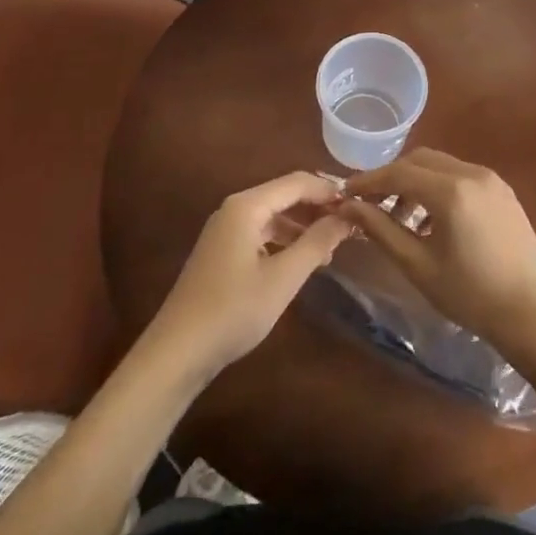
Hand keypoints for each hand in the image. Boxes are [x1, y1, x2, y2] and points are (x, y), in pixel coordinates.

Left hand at [143, 172, 353, 385]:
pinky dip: (285, 239)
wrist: (177, 352)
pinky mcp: (222, 251)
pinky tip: (302, 260)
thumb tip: (346, 218)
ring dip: (303, 225)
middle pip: (285, 195)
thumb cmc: (233, 310)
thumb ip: (316, 243)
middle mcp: (234, 209)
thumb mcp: (283, 278)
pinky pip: (261, 232)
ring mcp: (225, 230)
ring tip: (332, 246)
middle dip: (317, 207)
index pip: (297, 182)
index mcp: (247, 206)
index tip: (358, 206)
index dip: (329, 190)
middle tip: (350, 226)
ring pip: (274, 215)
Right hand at [342, 148, 535, 351]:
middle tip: (371, 204)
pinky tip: (432, 219)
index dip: (369, 182)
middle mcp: (471, 173)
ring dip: (415, 182)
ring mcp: (491, 179)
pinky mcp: (502, 190)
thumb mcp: (417, 265)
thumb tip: (348, 207)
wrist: (531, 313)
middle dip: (392, 178)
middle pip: (419, 160)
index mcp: (450, 191)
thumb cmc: (469, 294)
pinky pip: (461, 175)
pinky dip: (439, 187)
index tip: (346, 194)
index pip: (398, 173)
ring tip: (401, 218)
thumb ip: (381, 229)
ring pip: (440, 165)